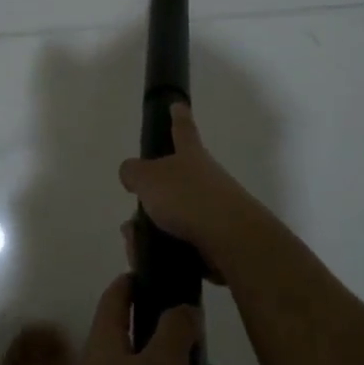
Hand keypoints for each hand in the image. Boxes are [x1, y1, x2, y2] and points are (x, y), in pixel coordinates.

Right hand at [118, 103, 265, 263]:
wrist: (232, 241)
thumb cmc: (188, 198)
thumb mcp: (148, 178)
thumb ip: (133, 172)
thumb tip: (131, 173)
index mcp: (191, 156)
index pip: (183, 129)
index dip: (178, 116)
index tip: (178, 104)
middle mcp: (206, 178)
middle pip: (174, 181)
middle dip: (152, 196)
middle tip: (134, 217)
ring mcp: (214, 210)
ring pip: (174, 216)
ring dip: (152, 230)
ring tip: (136, 247)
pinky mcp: (217, 240)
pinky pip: (182, 243)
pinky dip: (165, 250)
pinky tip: (152, 260)